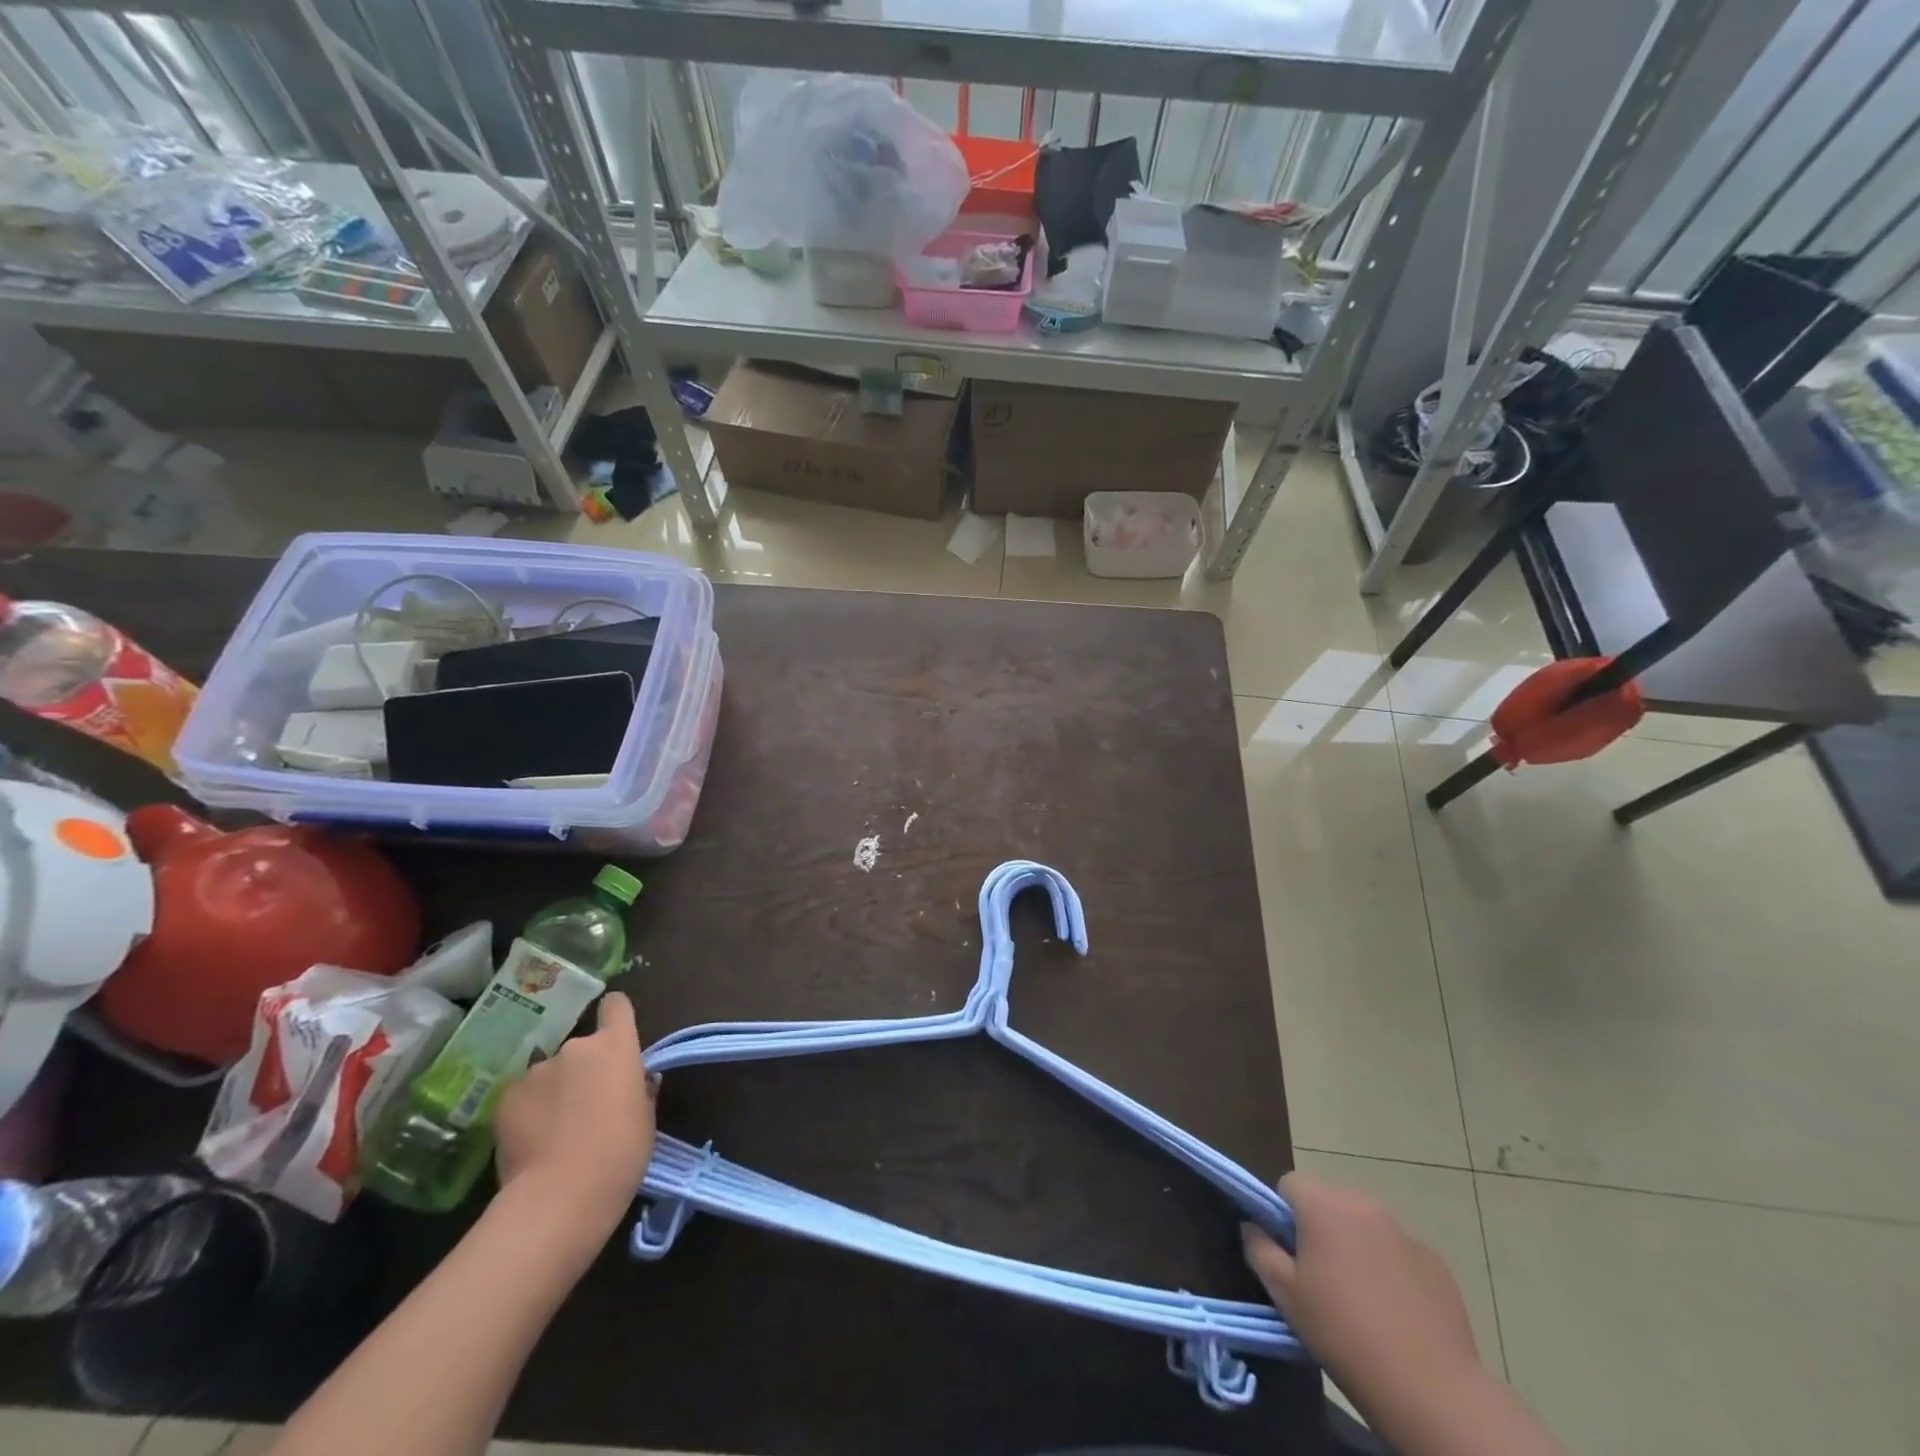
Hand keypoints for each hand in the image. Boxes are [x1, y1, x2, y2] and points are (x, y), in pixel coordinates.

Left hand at [494, 991, 654, 1242]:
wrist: (559, 1196)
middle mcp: (576, 1047)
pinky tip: (531, 1142)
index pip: (616, 1006)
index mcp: (616, 1046)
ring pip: (550, 1074)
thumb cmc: (620, 1153)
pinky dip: (528, 1111)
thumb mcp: (646, 1118)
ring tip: (555, 1131)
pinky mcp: (505, 1098)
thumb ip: (639, 1090)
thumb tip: (635, 1081)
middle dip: (583, 1070)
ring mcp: (537, 1071)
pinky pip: (523, 1097)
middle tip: (586, 1107)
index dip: (616, 1016)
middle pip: (582, 1047)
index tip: (616, 1034)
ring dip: (554, 1091)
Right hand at [1243, 1173, 1478, 1409]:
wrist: (1430, 1388)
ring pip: (1365, 1224)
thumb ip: (1260, 1249)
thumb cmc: (1343, 1333)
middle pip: (1329, 1200)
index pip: (1289, 1184)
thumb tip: (1252, 1226)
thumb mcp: (1285, 1295)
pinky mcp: (1435, 1261)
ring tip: (1358, 1295)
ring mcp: (1404, 1231)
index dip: (1282, 1214)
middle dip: (1319, 1227)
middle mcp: (1363, 1204)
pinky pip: (1398, 1251)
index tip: (1287, 1252)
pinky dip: (1390, 1268)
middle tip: (1319, 1275)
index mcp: (1323, 1205)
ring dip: (1355, 1244)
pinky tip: (1394, 1310)